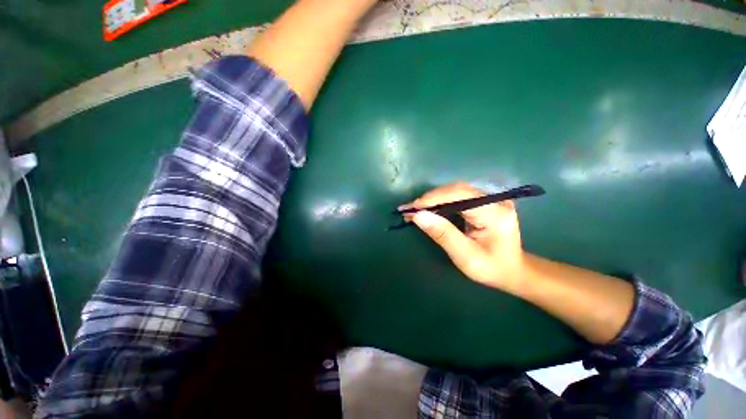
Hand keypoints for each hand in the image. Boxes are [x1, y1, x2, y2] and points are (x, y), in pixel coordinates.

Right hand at [401, 183, 524, 290]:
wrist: (513, 270)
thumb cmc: (491, 268)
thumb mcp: (465, 256)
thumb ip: (442, 234)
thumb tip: (418, 216)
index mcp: (494, 213)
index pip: (459, 195)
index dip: (432, 199)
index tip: (411, 208)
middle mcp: (495, 200)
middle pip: (456, 190)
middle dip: (430, 199)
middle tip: (409, 209)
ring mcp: (492, 198)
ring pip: (455, 191)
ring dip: (433, 199)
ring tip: (415, 210)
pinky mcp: (485, 201)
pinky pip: (458, 196)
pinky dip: (441, 202)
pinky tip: (429, 209)